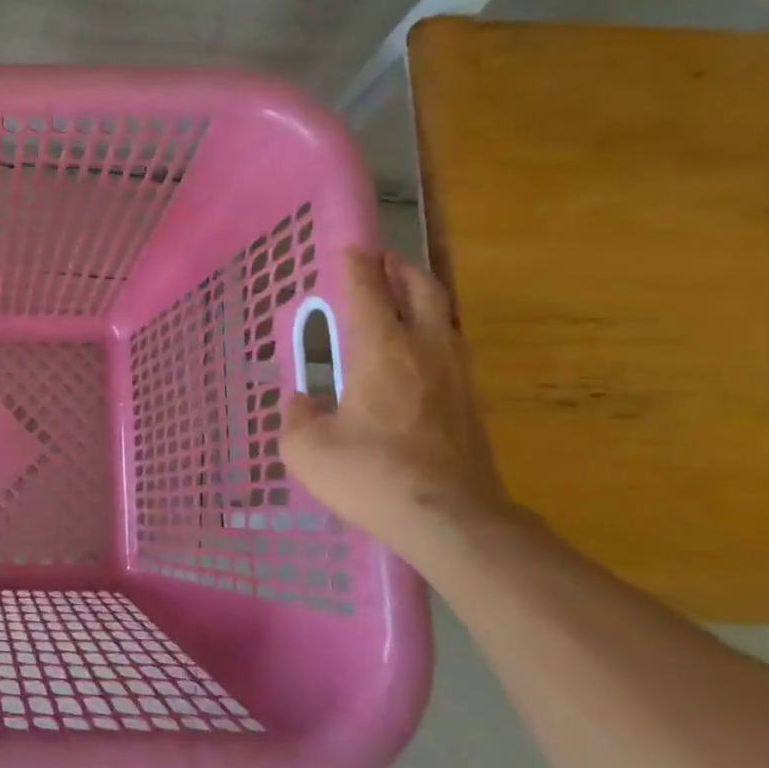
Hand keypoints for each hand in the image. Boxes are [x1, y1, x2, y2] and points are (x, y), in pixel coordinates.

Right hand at [277, 247, 509, 550]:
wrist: (451, 520)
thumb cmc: (371, 474)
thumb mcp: (307, 449)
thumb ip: (297, 417)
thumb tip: (301, 402)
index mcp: (381, 351)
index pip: (368, 292)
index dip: (356, 266)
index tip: (349, 247)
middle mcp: (424, 351)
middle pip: (421, 290)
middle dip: (400, 268)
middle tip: (382, 259)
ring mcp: (456, 377)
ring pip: (443, 317)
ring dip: (422, 297)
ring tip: (402, 296)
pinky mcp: (470, 404)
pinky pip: (450, 348)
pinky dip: (432, 331)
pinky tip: (419, 351)